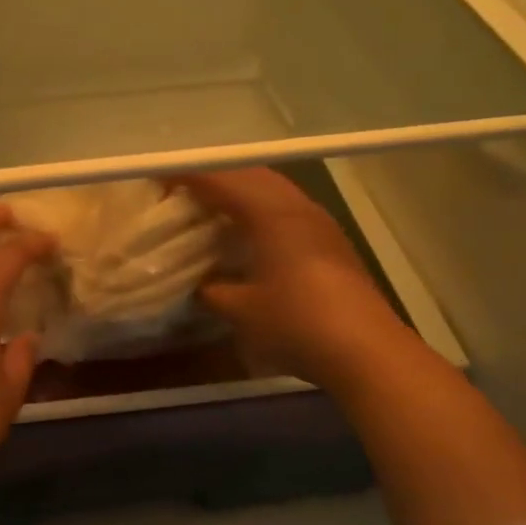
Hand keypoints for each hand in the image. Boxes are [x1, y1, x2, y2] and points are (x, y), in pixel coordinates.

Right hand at [180, 167, 414, 388]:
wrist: (365, 350)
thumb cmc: (296, 323)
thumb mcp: (241, 310)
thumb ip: (213, 291)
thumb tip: (201, 283)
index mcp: (271, 214)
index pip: (222, 180)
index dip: (189, 176)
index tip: (160, 178)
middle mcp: (297, 207)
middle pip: (252, 175)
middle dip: (216, 177)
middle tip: (185, 191)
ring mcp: (320, 223)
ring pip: (275, 191)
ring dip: (243, 192)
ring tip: (214, 209)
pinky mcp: (332, 243)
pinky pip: (288, 210)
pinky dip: (262, 210)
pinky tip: (252, 235)